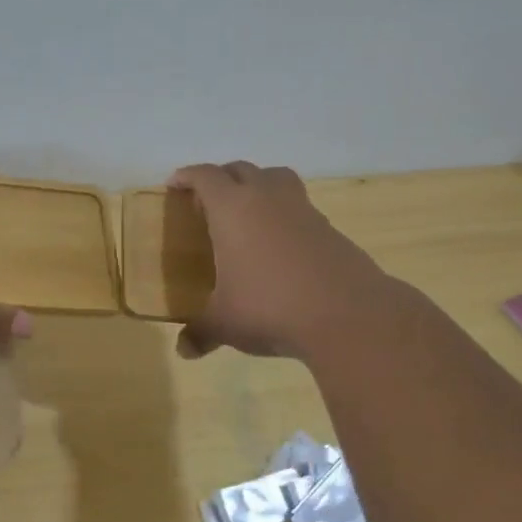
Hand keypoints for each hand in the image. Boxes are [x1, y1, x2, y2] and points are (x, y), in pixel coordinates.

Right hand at [170, 160, 392, 360]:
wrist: (348, 315)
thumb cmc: (270, 307)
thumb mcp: (226, 323)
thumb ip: (201, 332)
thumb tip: (183, 351)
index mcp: (232, 208)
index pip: (205, 176)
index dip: (187, 176)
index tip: (174, 184)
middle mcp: (266, 198)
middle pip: (240, 169)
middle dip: (220, 178)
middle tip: (207, 200)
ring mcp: (302, 209)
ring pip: (275, 178)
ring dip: (257, 184)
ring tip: (247, 210)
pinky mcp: (329, 227)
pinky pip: (299, 205)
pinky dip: (283, 212)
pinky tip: (279, 242)